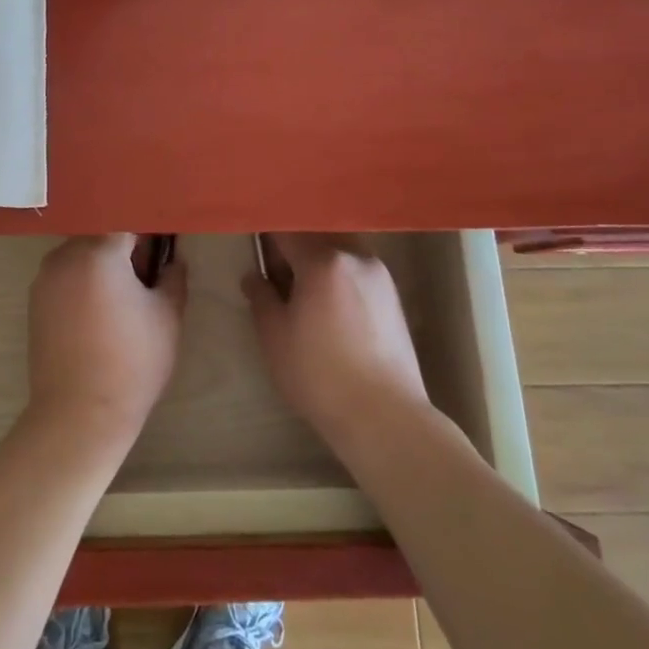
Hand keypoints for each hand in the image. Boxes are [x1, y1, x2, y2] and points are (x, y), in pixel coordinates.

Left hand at [26, 234, 186, 447]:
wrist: (80, 414)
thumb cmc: (132, 362)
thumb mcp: (167, 317)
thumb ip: (173, 277)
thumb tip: (172, 259)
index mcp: (98, 252)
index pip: (127, 221)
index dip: (148, 231)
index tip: (162, 245)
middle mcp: (65, 256)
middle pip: (100, 233)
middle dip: (123, 245)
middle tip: (146, 272)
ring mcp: (45, 278)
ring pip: (80, 253)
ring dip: (101, 262)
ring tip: (122, 295)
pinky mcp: (35, 300)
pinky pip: (65, 274)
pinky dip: (82, 280)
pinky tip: (99, 311)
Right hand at [244, 233, 431, 448]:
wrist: (384, 417)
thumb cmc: (319, 374)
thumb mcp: (274, 335)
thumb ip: (260, 296)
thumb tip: (255, 277)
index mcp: (323, 259)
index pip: (286, 231)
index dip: (266, 241)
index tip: (256, 258)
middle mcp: (356, 256)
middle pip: (315, 237)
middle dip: (294, 252)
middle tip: (278, 283)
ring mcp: (380, 275)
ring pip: (338, 254)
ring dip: (318, 265)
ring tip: (305, 301)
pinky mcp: (393, 297)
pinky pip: (356, 273)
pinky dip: (338, 280)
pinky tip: (331, 315)